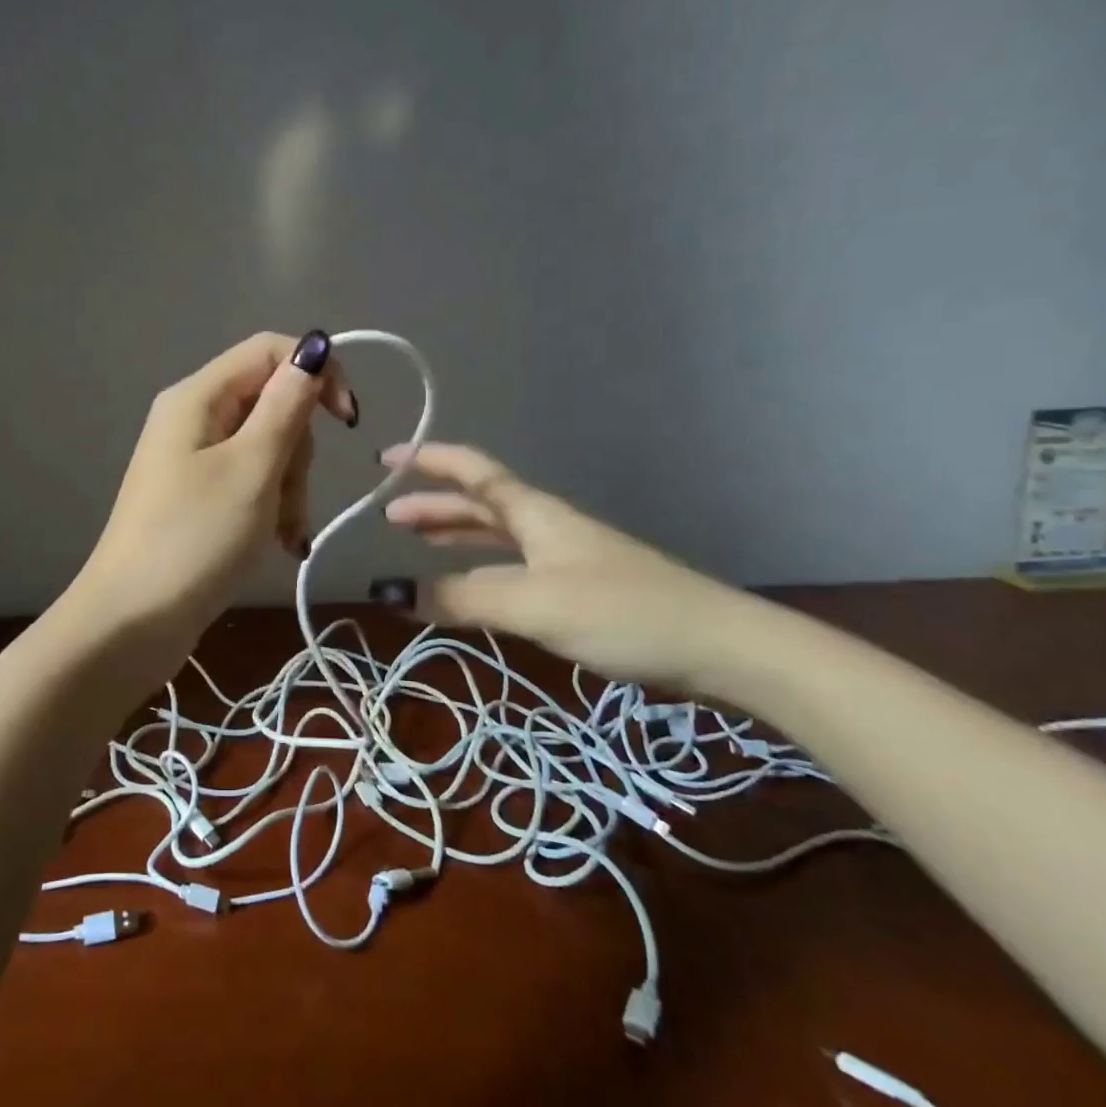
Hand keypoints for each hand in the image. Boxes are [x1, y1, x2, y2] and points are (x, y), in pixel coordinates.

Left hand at [71, 331, 356, 656]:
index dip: (317, 372)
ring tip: (282, 533)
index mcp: (198, 396)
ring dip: (289, 487)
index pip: (270, 350)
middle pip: (272, 402)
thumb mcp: (252, 468)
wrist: (132, 621)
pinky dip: (271, 506)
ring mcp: (194, 459)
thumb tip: (315, 348)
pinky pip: (251, 481)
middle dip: (296, 450)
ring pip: (268, 447)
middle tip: (288, 496)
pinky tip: (279, 543)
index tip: (347, 420)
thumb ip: (287, 406)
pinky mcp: (199, 496)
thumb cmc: (194, 539)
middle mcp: (194, 417)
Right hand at [372, 442, 759, 696]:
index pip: (472, 471)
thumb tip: (391, 591)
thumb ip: (462, 598)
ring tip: (418, 542)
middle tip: (388, 515)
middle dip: (432, 504)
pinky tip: (473, 589)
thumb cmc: (623, 611)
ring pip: (497, 535)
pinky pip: (513, 567)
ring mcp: (566, 557)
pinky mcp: (580, 591)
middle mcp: (546, 526)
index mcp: (534, 513)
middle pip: (480, 502)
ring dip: (455, 534)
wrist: (721, 647)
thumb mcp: (533, 603)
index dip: (428, 459)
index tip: (385, 459)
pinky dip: (480, 570)